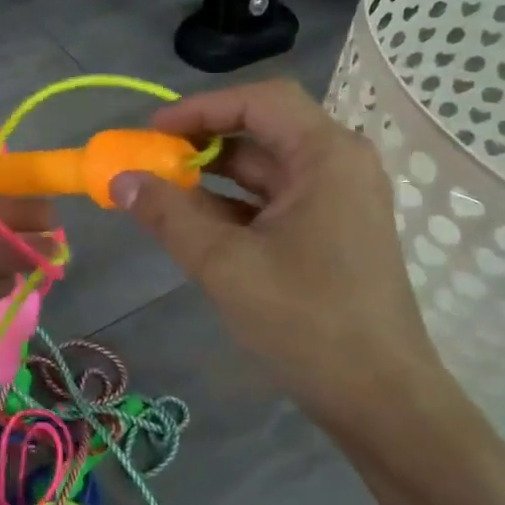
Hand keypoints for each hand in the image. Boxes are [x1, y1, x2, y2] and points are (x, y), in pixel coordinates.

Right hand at [112, 79, 452, 442]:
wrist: (384, 403)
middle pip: (262, 130)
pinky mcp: (333, 232)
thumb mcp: (225, 265)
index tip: (152, 132)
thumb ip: (169, 214)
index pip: (259, 101)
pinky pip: (275, 201)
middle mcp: (339, 166)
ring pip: (266, 169)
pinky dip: (233, 205)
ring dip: (213, 176)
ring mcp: (339, 201)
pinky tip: (193, 223)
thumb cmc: (307, 322)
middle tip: (150, 159)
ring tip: (160, 191)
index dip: (200, 108)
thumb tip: (121, 179)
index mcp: (326, 156)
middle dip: (201, 142)